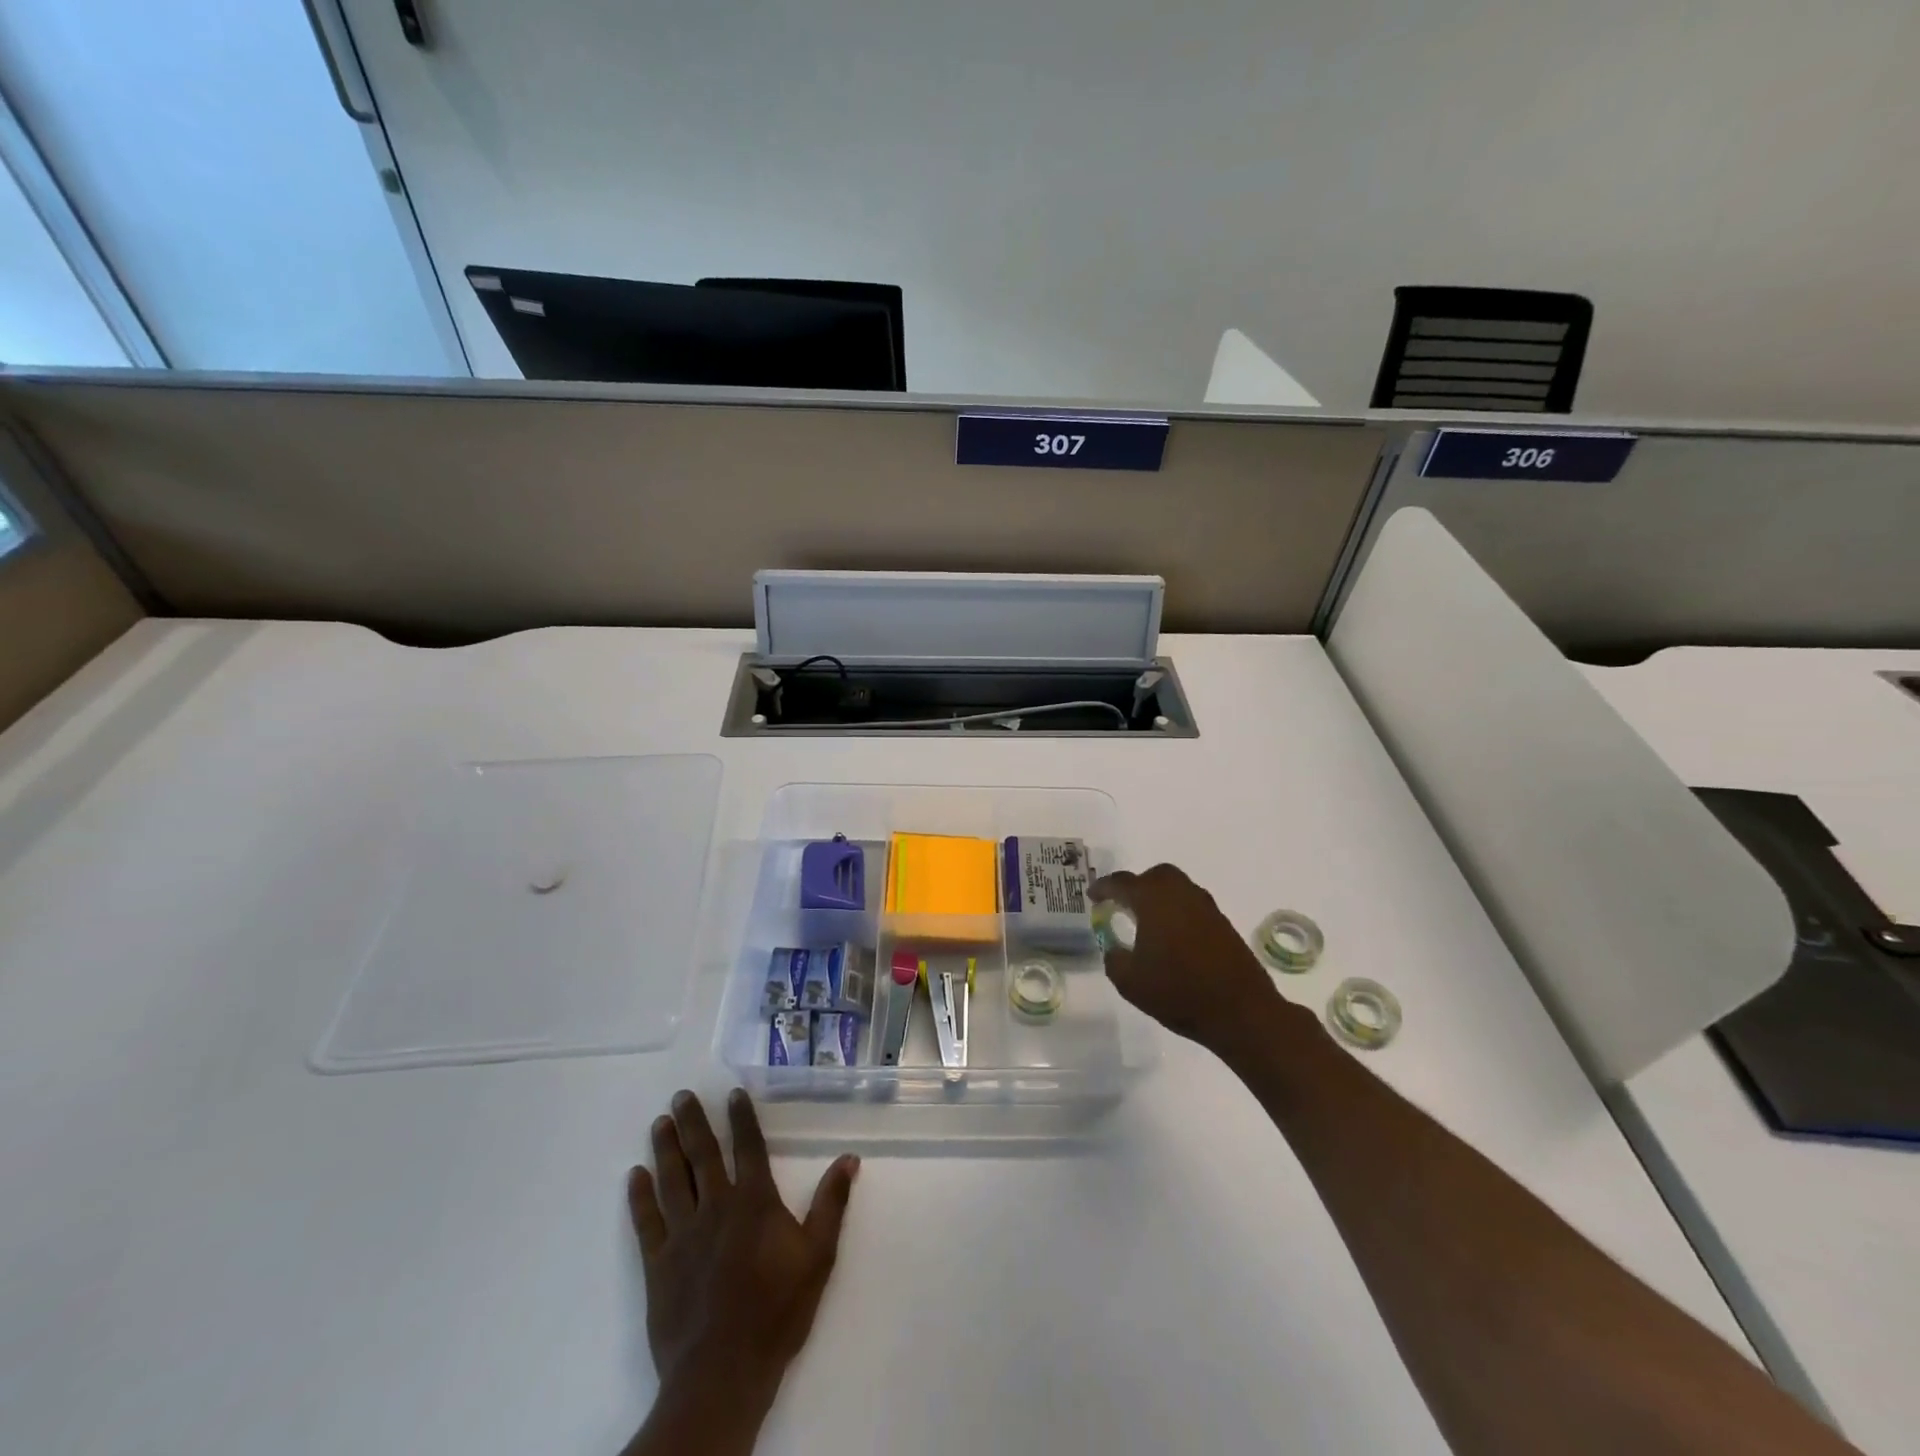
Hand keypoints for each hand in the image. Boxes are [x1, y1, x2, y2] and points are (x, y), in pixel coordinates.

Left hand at [628, 1089, 858, 1401]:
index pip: (748, 1147)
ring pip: (672, 1180)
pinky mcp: (658, 1264)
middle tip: (681, 1096)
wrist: (723, 1372)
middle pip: (702, 1155)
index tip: (733, 1093)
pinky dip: (639, 1196)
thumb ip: (831, 1204)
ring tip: (660, 1122)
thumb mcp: (818, 1256)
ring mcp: (683, 1234)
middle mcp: (716, 1206)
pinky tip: (635, 1176)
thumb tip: (849, 1158)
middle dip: (693, 1122)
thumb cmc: (777, 1311)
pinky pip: (646, 1221)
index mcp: (755, 1201)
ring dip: (665, 1148)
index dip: (742, 1118)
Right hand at [1091, 863, 1287, 1052]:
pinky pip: (1192, 906)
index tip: (1092, 896)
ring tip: (1146, 922)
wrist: (1241, 1011)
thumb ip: (1114, 959)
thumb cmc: (1178, 992)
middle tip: (1122, 905)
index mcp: (1153, 899)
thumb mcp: (1130, 982)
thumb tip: (1114, 948)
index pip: (1121, 883)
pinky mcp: (1223, 924)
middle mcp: (1180, 893)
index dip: (1103, 888)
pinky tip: (1172, 937)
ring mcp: (1205, 907)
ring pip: (1177, 888)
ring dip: (1159, 898)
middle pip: (1155, 876)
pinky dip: (1177, 912)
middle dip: (1136, 886)